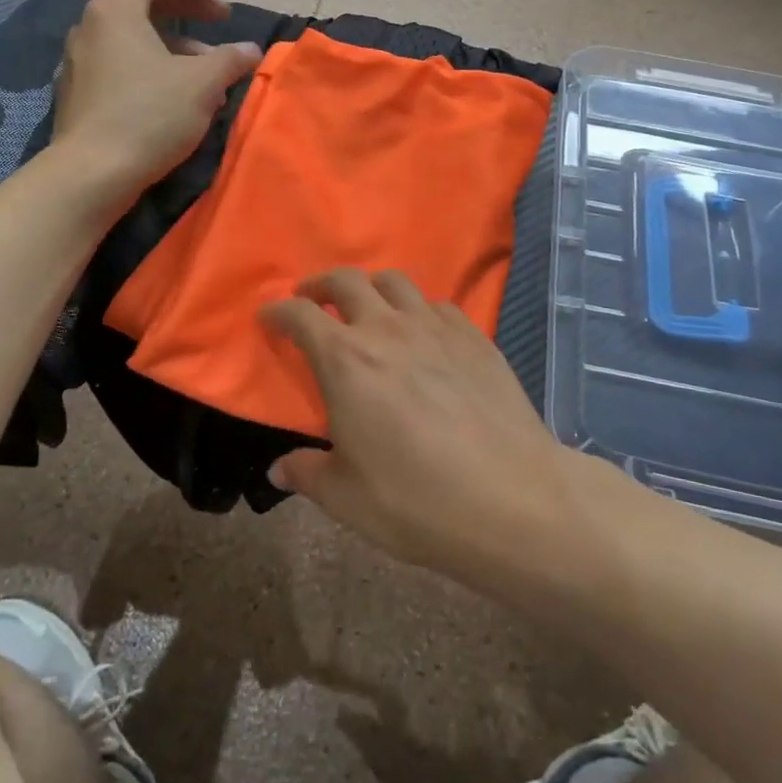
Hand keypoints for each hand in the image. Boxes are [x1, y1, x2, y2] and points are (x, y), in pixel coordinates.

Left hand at [52, 0, 260, 205]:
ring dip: (176, 44)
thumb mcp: (202, 83)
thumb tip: (251, 51)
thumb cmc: (149, 115)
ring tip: (210, 68)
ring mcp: (80, 62)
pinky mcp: (79, 93)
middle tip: (223, 19)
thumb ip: (230, 59)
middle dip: (188, 8)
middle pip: (144, 2)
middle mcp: (91, 27)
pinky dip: (154, 66)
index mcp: (115, 10)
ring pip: (135, 38)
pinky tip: (180, 96)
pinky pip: (122, 64)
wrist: (91, 173)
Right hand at [260, 268, 577, 582]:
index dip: (278, 311)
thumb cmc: (417, 502)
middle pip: (347, 280)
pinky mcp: (474, 336)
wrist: (512, 499)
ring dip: (371, 287)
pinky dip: (418, 308)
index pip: (300, 315)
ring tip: (368, 307)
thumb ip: (307, 475)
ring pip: (395, 281)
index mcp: (346, 360)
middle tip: (312, 298)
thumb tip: (278, 471)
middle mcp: (387, 329)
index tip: (269, 316)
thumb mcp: (346, 499)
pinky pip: (437, 304)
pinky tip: (423, 332)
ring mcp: (435, 327)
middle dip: (321, 284)